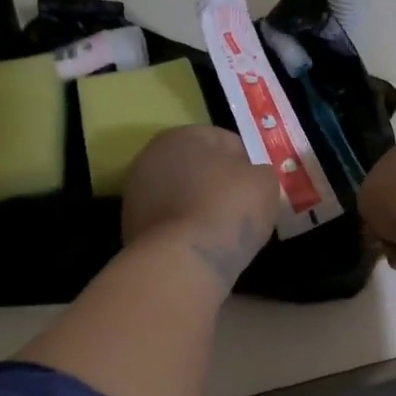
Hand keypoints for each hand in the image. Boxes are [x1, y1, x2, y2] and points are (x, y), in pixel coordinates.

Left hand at [122, 124, 281, 286]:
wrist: (182, 260)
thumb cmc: (227, 208)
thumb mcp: (265, 182)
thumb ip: (260, 172)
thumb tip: (252, 178)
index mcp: (183, 135)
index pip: (226, 141)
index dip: (249, 163)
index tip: (260, 188)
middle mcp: (151, 157)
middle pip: (198, 168)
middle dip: (218, 183)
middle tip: (242, 209)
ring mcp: (135, 194)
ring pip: (181, 195)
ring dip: (199, 206)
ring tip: (222, 231)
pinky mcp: (130, 228)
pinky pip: (170, 222)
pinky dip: (185, 229)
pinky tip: (202, 245)